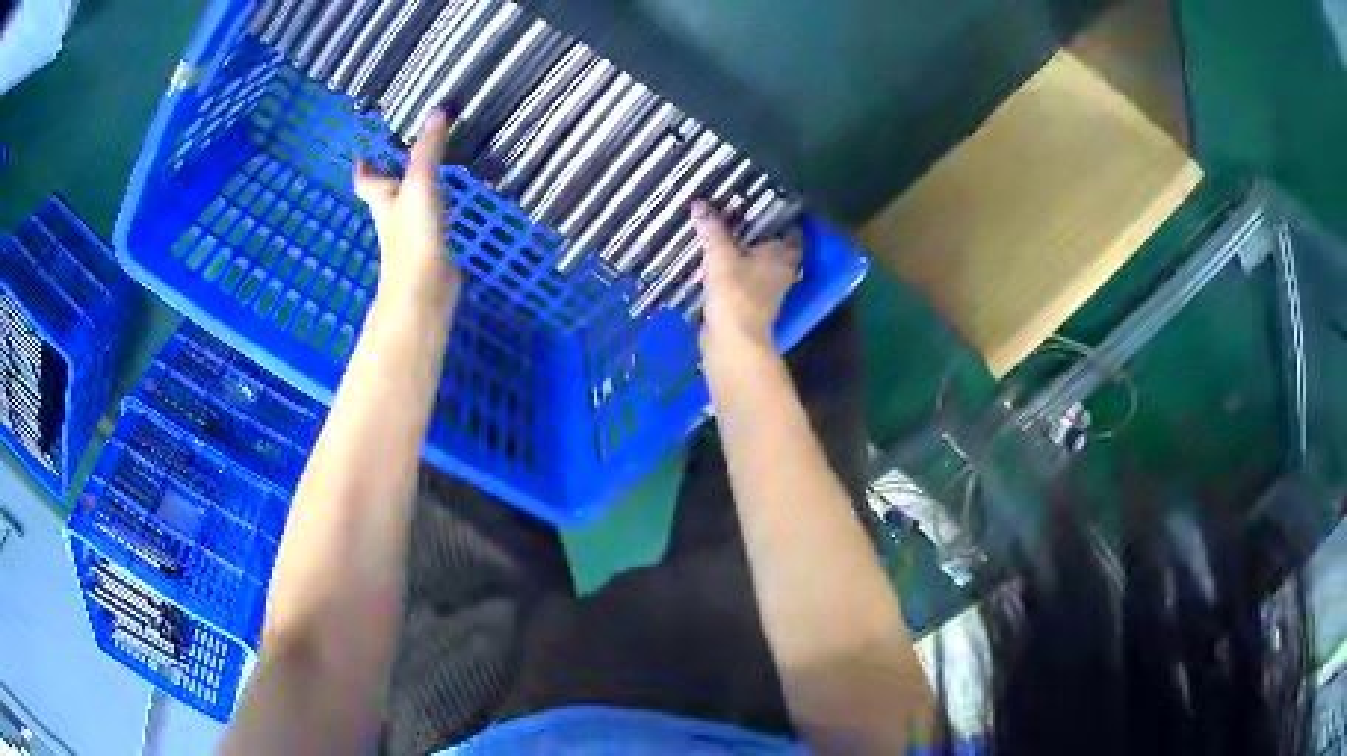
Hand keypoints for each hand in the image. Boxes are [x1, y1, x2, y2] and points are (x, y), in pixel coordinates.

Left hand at [353, 109, 460, 315]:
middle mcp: (391, 217)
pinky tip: (450, 207)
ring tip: (429, 174)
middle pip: (385, 194)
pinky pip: (429, 223)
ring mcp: (409, 236)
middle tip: (400, 158)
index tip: (361, 156)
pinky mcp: (428, 250)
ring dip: (414, 193)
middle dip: (390, 178)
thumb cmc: (413, 236)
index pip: (366, 180)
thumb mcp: (421, 184)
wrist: (423, 290)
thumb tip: (437, 112)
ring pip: (407, 208)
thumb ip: (428, 150)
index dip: (364, 168)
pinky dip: (435, 211)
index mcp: (383, 200)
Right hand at [692, 200, 801, 361]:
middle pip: (772, 245)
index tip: (763, 200)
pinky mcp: (749, 304)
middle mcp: (781, 271)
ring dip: (742, 250)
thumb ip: (711, 228)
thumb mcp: (720, 254)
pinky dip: (732, 268)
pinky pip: (743, 277)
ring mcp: (767, 290)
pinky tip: (714, 259)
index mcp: (784, 256)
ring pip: (756, 262)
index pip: (791, 229)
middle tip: (736, 211)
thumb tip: (700, 202)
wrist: (732, 341)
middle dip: (756, 231)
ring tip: (721, 231)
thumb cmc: (735, 292)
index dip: (780, 214)